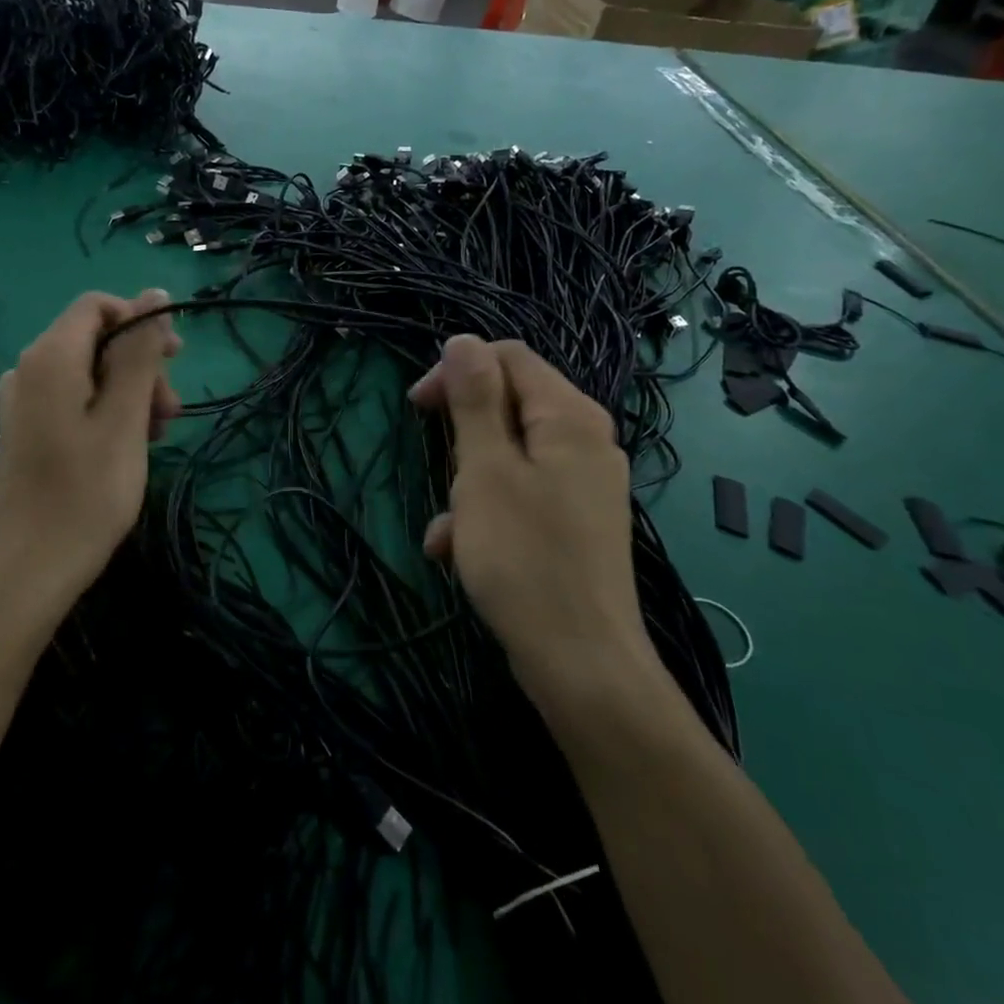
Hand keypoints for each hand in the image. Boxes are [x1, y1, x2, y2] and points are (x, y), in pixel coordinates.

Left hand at [0, 290, 181, 620]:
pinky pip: (74, 397)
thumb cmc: (88, 491)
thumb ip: (140, 352)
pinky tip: (129, 443)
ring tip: (157, 434)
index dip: (140, 321)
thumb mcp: (125, 416)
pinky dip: (107, 409)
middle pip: (95, 339)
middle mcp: (29, 368)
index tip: (174, 360)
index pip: (98, 306)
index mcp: (50, 357)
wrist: (33, 565)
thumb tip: (154, 294)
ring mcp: (24, 400)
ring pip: (89, 371)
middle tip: (170, 412)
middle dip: (140, 365)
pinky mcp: (27, 427)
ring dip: (130, 391)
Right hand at [408, 335, 652, 684]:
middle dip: (462, 437)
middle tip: (440, 472)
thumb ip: (475, 400)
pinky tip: (457, 551)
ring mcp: (583, 484)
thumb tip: (463, 340)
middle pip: (509, 406)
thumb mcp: (485, 470)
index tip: (417, 408)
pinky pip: (520, 494)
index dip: (458, 371)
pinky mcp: (574, 522)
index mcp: (570, 417)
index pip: (509, 357)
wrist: (581, 663)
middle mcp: (585, 441)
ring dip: (467, 483)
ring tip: (449, 527)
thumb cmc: (524, 557)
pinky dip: (485, 513)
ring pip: (507, 455)